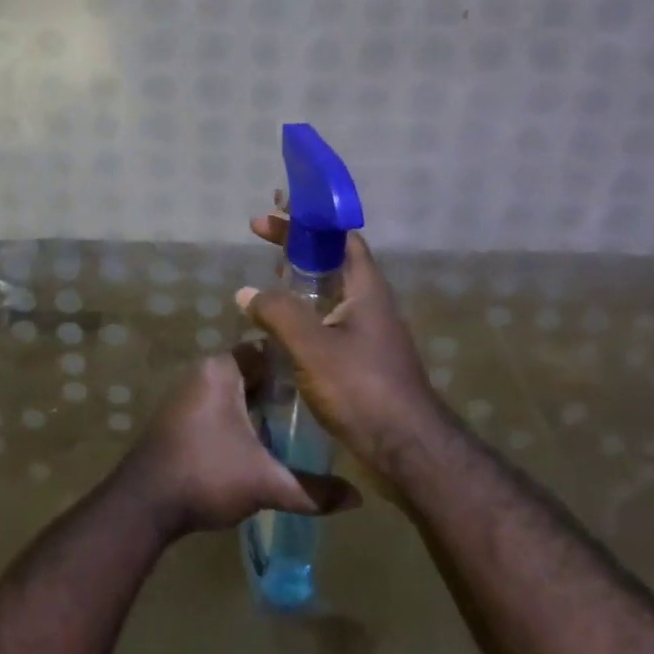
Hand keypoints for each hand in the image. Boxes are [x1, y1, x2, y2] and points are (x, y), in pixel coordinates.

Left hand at [120, 352, 360, 537]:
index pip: (267, 350)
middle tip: (317, 406)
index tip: (324, 380)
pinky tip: (261, 441)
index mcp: (222, 369)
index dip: (296, 365)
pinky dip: (239, 416)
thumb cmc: (206, 475)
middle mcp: (203, 371)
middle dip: (281, 388)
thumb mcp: (266, 483)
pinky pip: (218, 404)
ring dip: (259, 405)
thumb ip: (312, 490)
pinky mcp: (178, 415)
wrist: (144, 504)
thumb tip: (357, 498)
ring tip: (296, 425)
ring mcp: (187, 393)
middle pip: (252, 371)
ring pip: (235, 390)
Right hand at [237, 215, 447, 477]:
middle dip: (297, 241)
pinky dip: (303, 306)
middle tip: (260, 229)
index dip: (311, 216)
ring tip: (270, 267)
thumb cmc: (362, 389)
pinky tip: (281, 320)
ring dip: (299, 273)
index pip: (340, 236)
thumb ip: (278, 313)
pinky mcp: (360, 357)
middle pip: (331, 257)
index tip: (279, 204)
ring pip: (329, 288)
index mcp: (365, 288)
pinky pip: (327, 316)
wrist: (407, 449)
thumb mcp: (313, 347)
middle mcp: (369, 302)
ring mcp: (367, 331)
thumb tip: (246, 291)